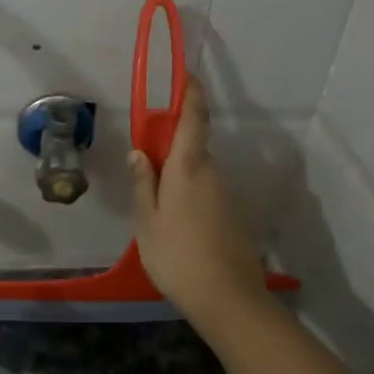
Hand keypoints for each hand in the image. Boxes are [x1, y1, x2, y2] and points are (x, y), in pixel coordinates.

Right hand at [129, 80, 275, 337]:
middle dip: (171, 150)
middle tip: (145, 173)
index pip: (193, 118)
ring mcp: (227, 196)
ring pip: (199, 174)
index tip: (186, 75)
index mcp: (189, 168)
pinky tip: (177, 230)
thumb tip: (139, 152)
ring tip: (156, 213)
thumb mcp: (146, 222)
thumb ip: (142, 184)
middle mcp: (213, 174)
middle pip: (193, 149)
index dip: (191, 93)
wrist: (228, 298)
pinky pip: (207, 195)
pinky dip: (190, 200)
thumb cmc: (177, 256)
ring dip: (179, 180)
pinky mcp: (234, 217)